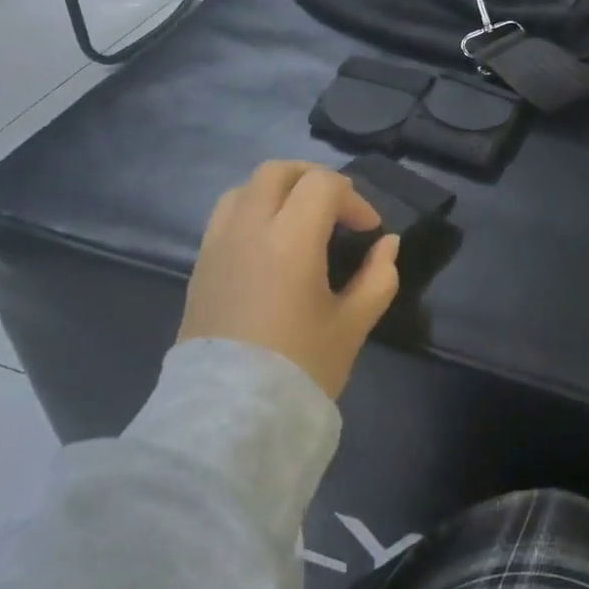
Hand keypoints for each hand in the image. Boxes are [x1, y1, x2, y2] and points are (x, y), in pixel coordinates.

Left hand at [177, 160, 399, 401]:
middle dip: (315, 179)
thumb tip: (387, 245)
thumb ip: (378, 277)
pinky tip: (271, 246)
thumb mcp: (353, 324)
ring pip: (245, 188)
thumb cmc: (300, 367)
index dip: (354, 199)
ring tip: (301, 221)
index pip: (323, 185)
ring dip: (279, 191)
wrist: (229, 416)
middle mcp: (247, 229)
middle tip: (338, 208)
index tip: (369, 231)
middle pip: (278, 171)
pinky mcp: (200, 266)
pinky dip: (253, 212)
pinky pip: (226, 216)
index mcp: (289, 239)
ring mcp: (217, 246)